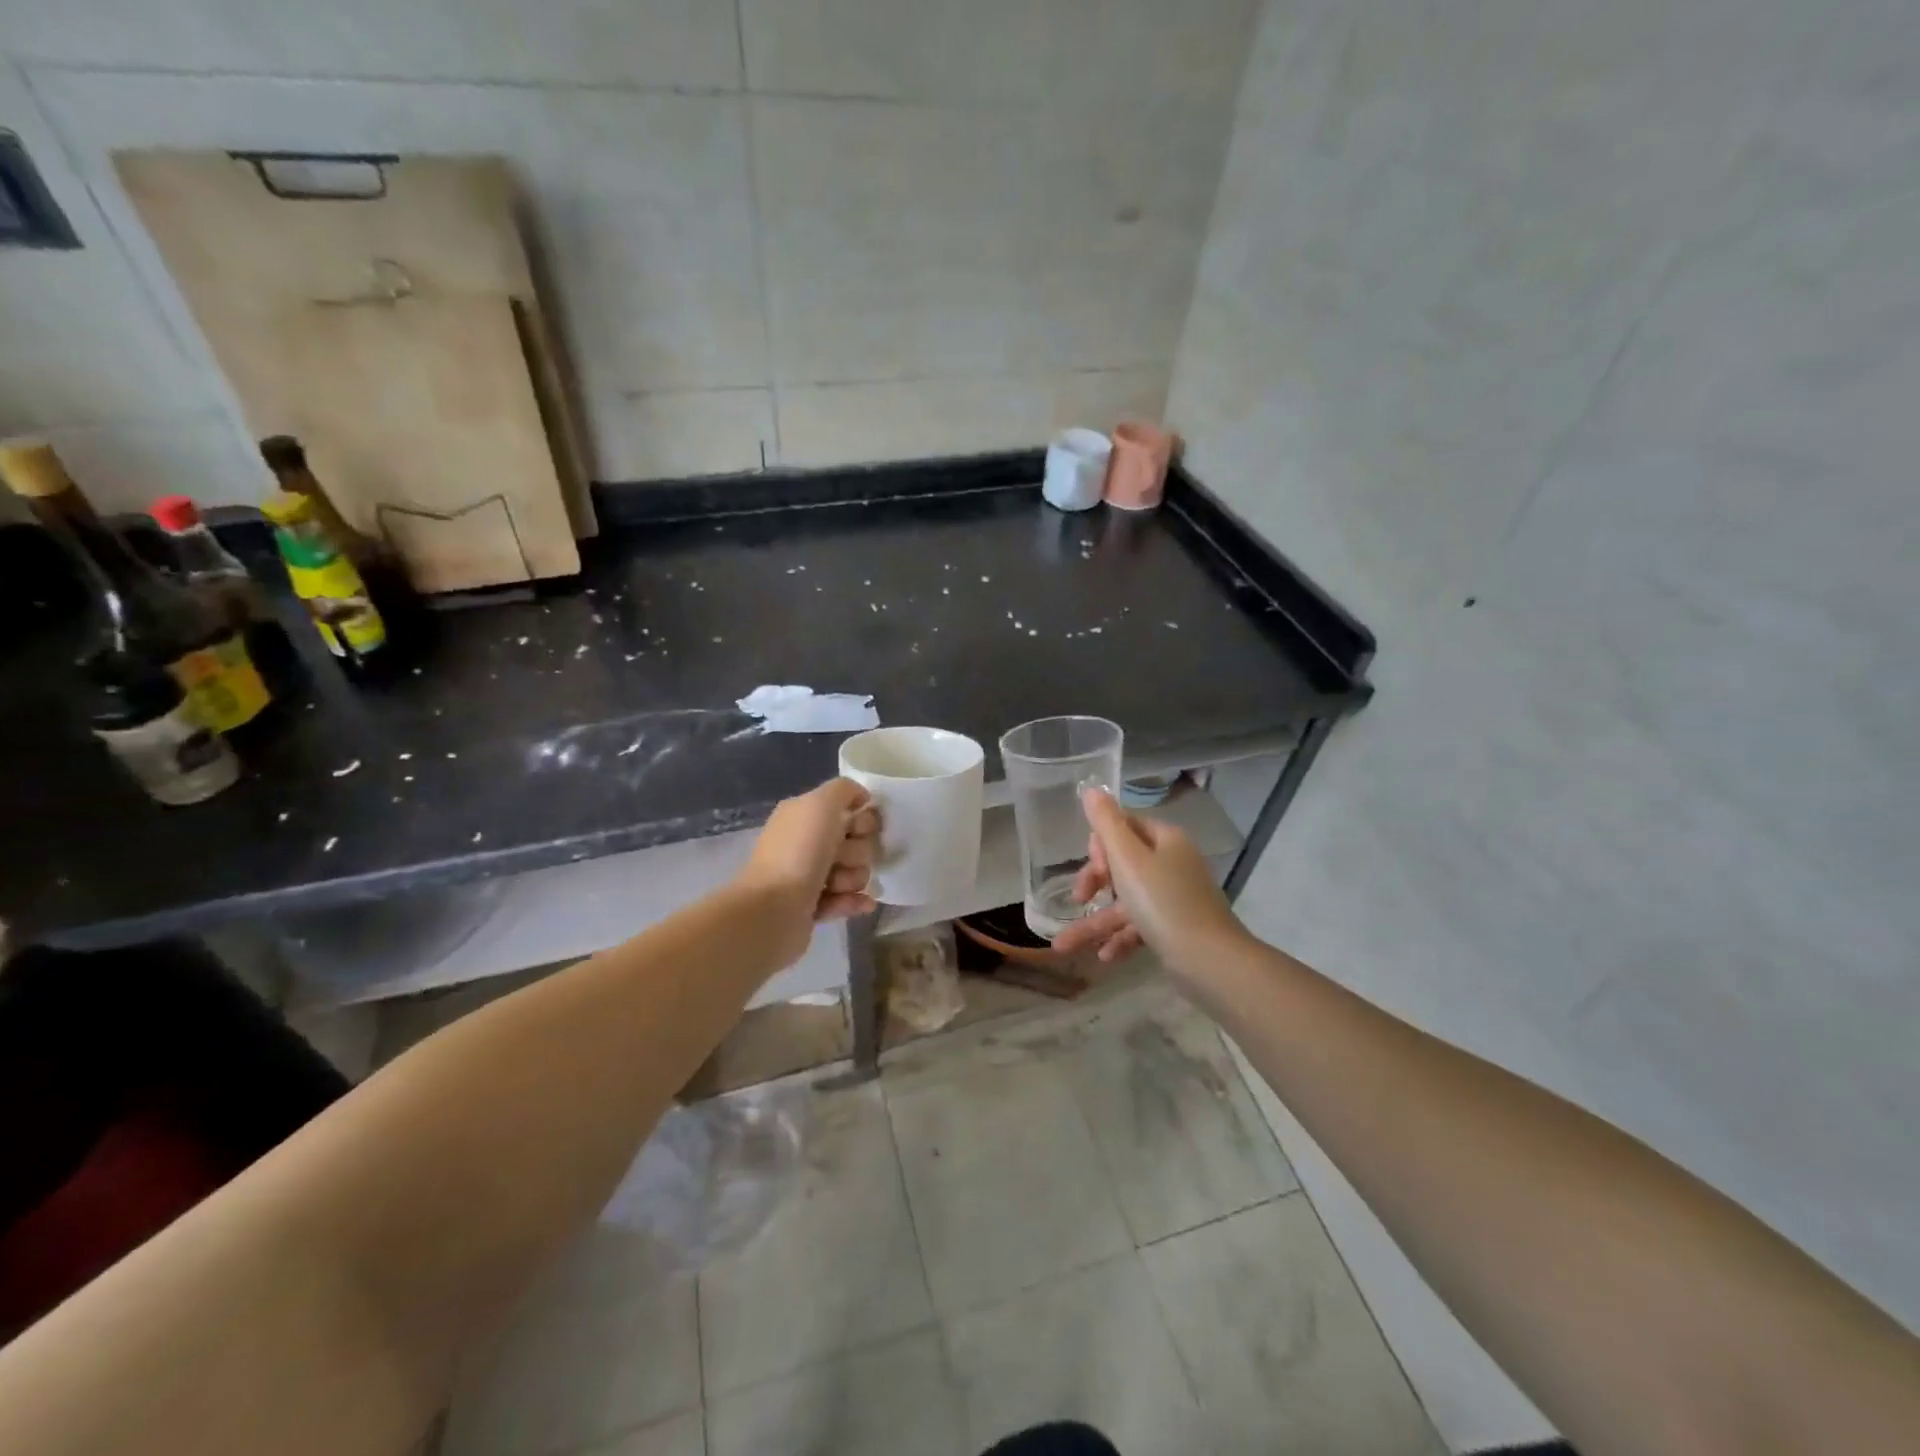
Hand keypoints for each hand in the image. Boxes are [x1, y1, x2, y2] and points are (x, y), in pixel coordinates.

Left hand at [735, 779, 879, 957]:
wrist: (773, 910)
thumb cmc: (799, 852)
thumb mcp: (821, 804)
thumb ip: (844, 790)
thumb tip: (862, 797)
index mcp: (804, 814)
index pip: (849, 809)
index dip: (862, 819)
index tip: (859, 829)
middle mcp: (806, 842)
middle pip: (856, 841)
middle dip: (858, 851)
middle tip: (841, 859)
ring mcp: (808, 876)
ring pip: (854, 871)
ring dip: (852, 877)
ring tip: (836, 885)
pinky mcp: (812, 907)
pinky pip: (846, 898)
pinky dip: (854, 900)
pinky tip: (863, 903)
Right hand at [1051, 787, 1245, 971]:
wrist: (1211, 962)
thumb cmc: (1164, 903)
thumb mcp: (1128, 860)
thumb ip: (1107, 824)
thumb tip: (1092, 788)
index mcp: (1165, 840)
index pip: (1124, 826)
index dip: (1101, 845)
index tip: (1094, 868)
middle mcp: (1172, 863)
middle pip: (1122, 863)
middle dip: (1094, 883)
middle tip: (1079, 899)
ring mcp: (1174, 897)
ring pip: (1125, 902)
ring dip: (1095, 922)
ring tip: (1063, 946)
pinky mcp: (1174, 928)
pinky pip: (1139, 925)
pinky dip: (1119, 937)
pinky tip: (1103, 956)